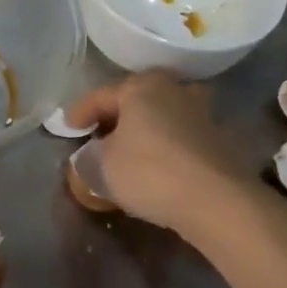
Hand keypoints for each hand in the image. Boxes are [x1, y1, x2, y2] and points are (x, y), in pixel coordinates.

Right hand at [64, 72, 251, 236]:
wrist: (217, 201)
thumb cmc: (149, 172)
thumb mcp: (101, 167)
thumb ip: (87, 158)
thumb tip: (89, 157)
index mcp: (142, 86)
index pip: (101, 96)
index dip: (79, 113)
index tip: (67, 129)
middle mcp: (175, 90)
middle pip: (136, 102)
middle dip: (116, 118)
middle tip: (98, 137)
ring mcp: (202, 114)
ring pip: (162, 119)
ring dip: (144, 133)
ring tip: (128, 154)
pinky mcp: (220, 142)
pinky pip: (180, 140)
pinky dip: (165, 150)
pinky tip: (156, 170)